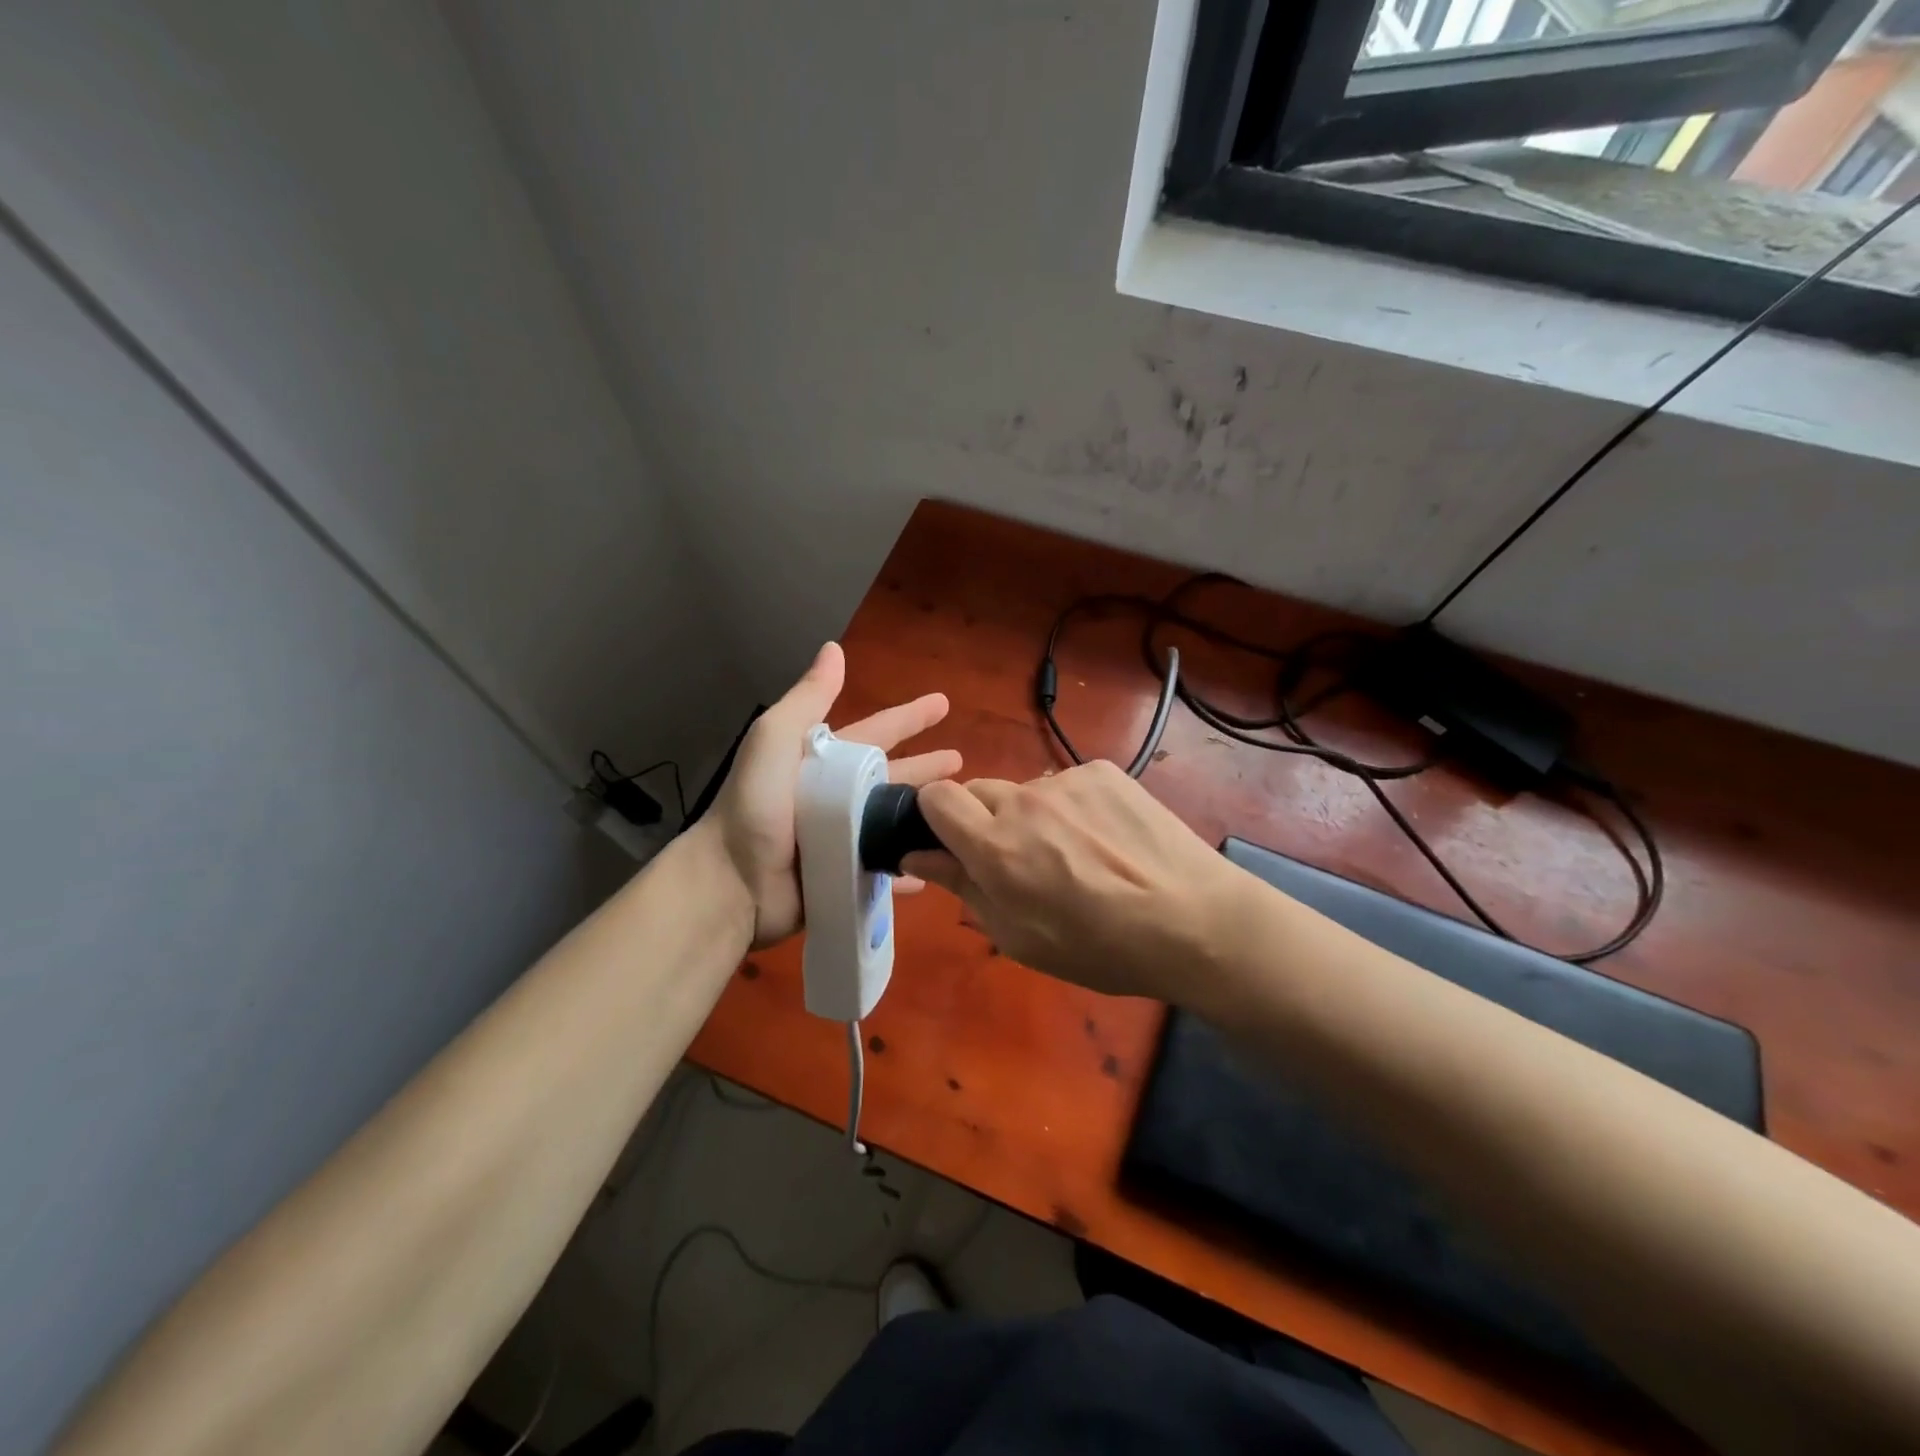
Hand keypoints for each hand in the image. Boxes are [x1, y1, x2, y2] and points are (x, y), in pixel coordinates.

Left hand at [710, 642, 961, 946]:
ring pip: (896, 821)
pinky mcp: (848, 874)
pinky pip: (888, 867)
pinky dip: (910, 866)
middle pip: (894, 777)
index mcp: (825, 761)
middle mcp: (838, 796)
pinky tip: (936, 864)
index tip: (943, 703)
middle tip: (961, 762)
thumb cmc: (757, 804)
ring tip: (962, 812)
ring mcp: (845, 838)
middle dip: (926, 767)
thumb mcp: (776, 738)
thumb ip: (809, 698)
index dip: (909, 717)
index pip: (877, 732)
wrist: (733, 879)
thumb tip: (834, 648)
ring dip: (925, 815)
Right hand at [903, 760, 1251, 1002]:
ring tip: (1078, 856)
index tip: (954, 844)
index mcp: (995, 846)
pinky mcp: (1104, 771)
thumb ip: (962, 887)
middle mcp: (1024, 800)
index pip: (936, 796)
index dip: (936, 817)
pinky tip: (1108, 839)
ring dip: (1034, 815)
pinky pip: (1068, 784)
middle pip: (978, 791)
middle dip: (985, 821)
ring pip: (1027, 790)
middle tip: (1022, 862)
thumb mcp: (1019, 936)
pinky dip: (1074, 807)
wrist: (1194, 921)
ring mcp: (1067, 780)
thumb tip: (917, 856)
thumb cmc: (1100, 947)